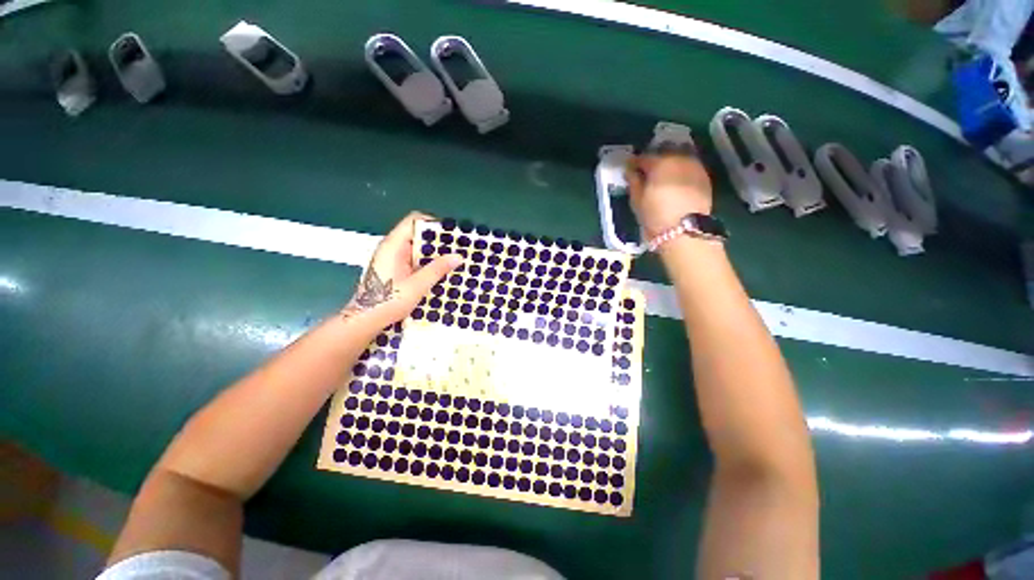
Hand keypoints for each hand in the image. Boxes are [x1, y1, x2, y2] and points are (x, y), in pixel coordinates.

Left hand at [342, 212, 462, 324]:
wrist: (365, 320)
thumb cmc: (388, 301)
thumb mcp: (417, 286)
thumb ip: (437, 269)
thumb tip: (458, 256)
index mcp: (393, 245)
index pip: (413, 221)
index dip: (433, 224)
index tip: (451, 234)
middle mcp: (392, 248)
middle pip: (417, 234)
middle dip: (437, 240)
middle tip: (457, 249)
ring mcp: (392, 258)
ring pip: (417, 247)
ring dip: (434, 253)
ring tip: (453, 260)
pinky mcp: (395, 269)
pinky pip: (414, 259)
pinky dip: (427, 262)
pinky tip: (440, 272)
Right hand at [626, 152, 712, 236]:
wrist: (685, 231)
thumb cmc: (655, 216)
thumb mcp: (637, 201)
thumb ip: (634, 182)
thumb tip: (630, 171)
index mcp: (659, 164)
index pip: (643, 158)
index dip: (634, 162)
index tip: (629, 167)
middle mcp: (678, 158)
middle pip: (664, 152)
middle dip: (654, 159)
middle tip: (647, 170)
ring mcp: (694, 166)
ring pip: (680, 156)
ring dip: (670, 162)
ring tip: (663, 174)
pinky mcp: (705, 176)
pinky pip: (690, 165)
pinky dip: (682, 169)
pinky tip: (677, 179)